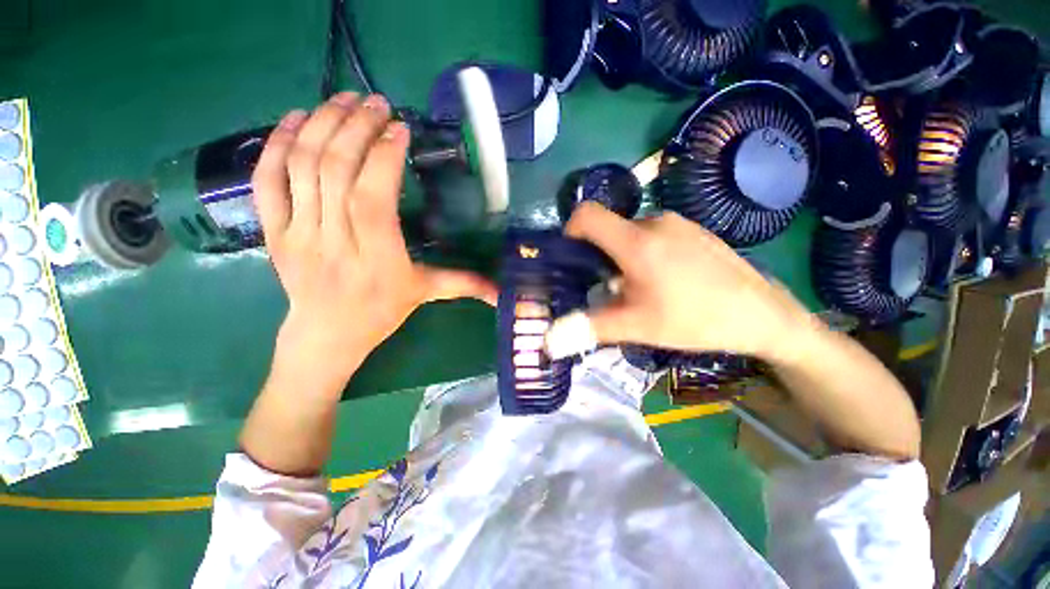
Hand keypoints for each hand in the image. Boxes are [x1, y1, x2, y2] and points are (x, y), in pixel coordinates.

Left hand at [254, 93, 497, 386]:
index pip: (373, 197)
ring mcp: (298, 233)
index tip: (400, 129)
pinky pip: (267, 181)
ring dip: (321, 124)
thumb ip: (464, 284)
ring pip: (302, 166)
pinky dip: (276, 144)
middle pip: (336, 170)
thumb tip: (502, 291)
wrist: (326, 335)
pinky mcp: (274, 231)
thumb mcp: (426, 294)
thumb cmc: (381, 312)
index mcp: (377, 257)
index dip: (384, 157)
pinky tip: (296, 119)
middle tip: (376, 103)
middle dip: (356, 127)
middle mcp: (334, 240)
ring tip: (344, 100)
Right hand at [546, 202, 815, 362]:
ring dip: (622, 256)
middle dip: (598, 255)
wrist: (763, 315)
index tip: (573, 258)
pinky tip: (664, 279)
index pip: (587, 214)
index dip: (570, 231)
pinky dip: (644, 252)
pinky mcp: (693, 228)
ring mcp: (678, 222)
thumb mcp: (639, 326)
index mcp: (637, 242)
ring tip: (638, 287)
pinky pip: (654, 233)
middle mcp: (655, 222)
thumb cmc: (697, 319)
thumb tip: (551, 341)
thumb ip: (591, 328)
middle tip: (608, 286)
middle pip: (608, 228)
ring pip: (630, 232)